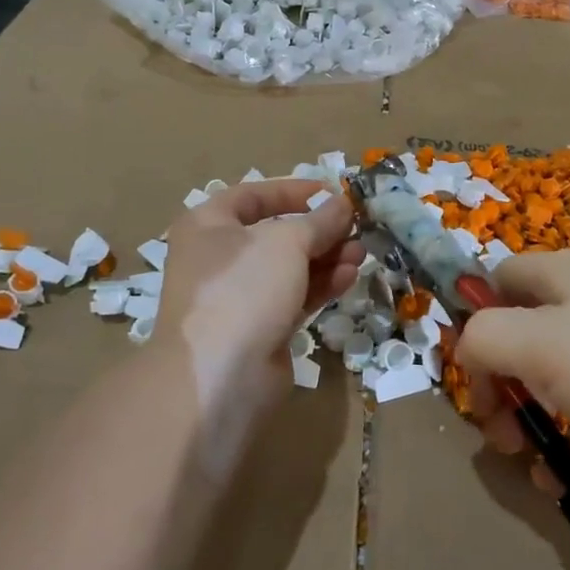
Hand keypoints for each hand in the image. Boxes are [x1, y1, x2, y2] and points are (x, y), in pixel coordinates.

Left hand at [156, 179, 362, 423]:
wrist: (219, 378)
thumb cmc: (243, 288)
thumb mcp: (286, 242)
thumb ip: (319, 220)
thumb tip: (343, 203)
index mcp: (209, 225)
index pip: (254, 195)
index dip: (295, 191)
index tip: (333, 192)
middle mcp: (219, 257)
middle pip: (276, 233)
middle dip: (319, 229)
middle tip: (356, 227)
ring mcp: (239, 296)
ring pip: (289, 267)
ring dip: (326, 257)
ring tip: (361, 253)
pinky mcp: (259, 329)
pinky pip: (294, 296)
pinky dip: (321, 285)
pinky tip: (350, 277)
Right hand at [455, 249, 569, 496]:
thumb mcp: (536, 344)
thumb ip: (483, 338)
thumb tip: (469, 351)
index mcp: (566, 274)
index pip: (499, 279)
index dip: (476, 319)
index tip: (473, 372)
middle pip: (524, 334)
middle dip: (502, 384)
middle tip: (497, 430)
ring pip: (556, 380)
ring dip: (533, 421)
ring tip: (530, 463)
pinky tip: (567, 480)